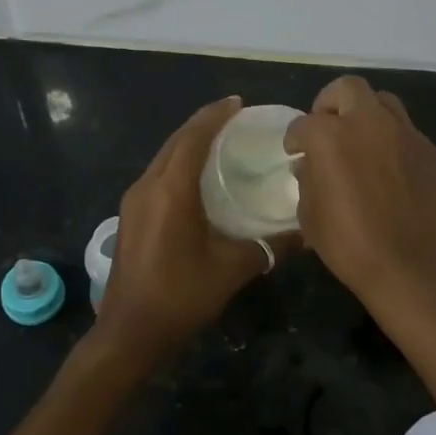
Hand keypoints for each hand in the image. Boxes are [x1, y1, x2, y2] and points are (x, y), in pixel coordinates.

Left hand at [96, 97, 297, 357]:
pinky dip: (178, 164)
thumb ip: (269, 247)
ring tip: (220, 142)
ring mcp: (134, 201)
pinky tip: (198, 178)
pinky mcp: (131, 216)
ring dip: (188, 144)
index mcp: (171, 191)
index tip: (238, 103)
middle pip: (175, 142)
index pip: (193, 137)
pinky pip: (157, 175)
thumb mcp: (232, 269)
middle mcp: (147, 186)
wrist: (130, 331)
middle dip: (203, 124)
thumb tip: (305, 234)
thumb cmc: (181, 295)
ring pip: (163, 157)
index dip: (215, 116)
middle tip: (234, 119)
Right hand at [283, 76, 435, 317]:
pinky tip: (392, 172)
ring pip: (384, 102)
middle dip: (331, 103)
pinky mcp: (433, 153)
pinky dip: (393, 143)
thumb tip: (309, 165)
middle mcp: (370, 124)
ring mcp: (407, 135)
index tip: (295, 151)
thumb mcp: (311, 218)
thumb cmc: (352, 248)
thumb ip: (307, 181)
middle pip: (348, 89)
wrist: (416, 271)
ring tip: (361, 142)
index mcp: (332, 137)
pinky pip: (408, 135)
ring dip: (367, 114)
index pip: (304, 123)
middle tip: (328, 128)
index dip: (295, 138)